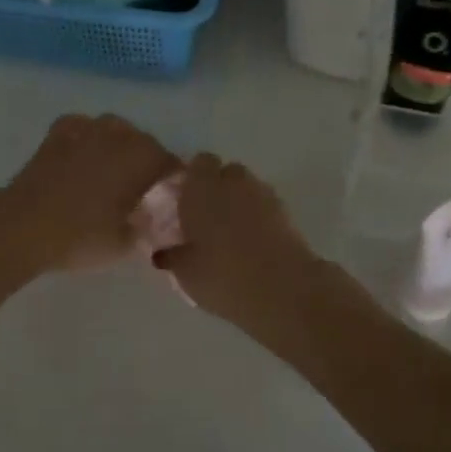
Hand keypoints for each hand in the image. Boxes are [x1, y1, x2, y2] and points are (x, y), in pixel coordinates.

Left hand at [0, 114, 179, 274]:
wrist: (24, 225)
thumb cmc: (80, 236)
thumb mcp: (123, 244)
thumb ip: (143, 229)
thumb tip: (150, 220)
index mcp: (141, 159)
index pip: (170, 162)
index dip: (174, 177)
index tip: (172, 193)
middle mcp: (118, 136)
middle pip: (144, 141)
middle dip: (148, 159)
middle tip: (143, 186)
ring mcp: (86, 129)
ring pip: (115, 128)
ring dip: (120, 143)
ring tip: (114, 166)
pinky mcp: (58, 133)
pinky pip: (82, 125)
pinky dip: (88, 135)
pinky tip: (84, 150)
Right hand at [155, 154, 316, 322]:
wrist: (281, 289)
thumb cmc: (222, 275)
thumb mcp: (185, 273)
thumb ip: (172, 256)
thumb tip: (163, 252)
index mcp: (202, 187)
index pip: (199, 162)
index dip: (193, 178)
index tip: (186, 200)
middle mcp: (233, 182)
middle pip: (226, 172)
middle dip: (218, 187)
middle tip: (207, 217)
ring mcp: (263, 195)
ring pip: (248, 188)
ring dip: (240, 201)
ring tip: (231, 233)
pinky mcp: (287, 213)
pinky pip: (266, 206)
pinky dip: (259, 217)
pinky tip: (252, 243)